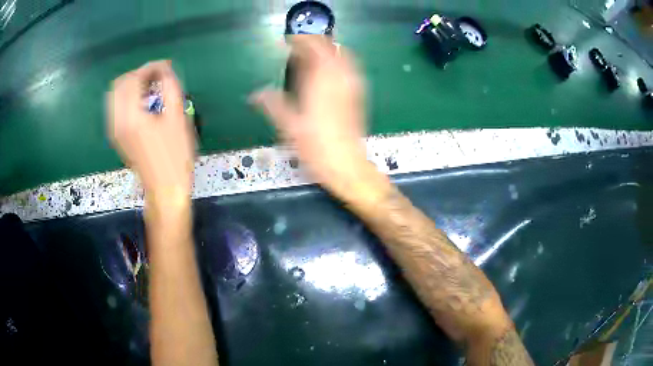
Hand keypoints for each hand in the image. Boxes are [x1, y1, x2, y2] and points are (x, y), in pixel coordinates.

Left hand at [107, 61, 194, 201]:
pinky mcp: (117, 137)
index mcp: (131, 116)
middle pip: (120, 84)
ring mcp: (115, 130)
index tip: (166, 67)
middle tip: (157, 77)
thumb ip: (170, 87)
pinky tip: (142, 103)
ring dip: (131, 86)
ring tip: (150, 88)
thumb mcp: (177, 118)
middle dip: (138, 75)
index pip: (134, 79)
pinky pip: (115, 108)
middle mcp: (117, 121)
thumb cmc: (175, 156)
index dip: (151, 68)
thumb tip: (165, 70)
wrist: (164, 189)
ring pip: (115, 96)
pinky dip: (127, 98)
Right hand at [252, 36, 371, 198]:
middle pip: (329, 48)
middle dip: (314, 41)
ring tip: (313, 52)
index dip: (301, 40)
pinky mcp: (358, 95)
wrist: (347, 165)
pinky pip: (350, 68)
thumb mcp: (288, 127)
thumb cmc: (316, 148)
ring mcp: (351, 86)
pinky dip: (340, 60)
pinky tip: (330, 68)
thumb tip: (256, 93)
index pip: (312, 50)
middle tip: (299, 44)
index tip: (289, 39)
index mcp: (319, 83)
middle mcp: (338, 80)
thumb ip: (272, 105)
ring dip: (328, 49)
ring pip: (343, 55)